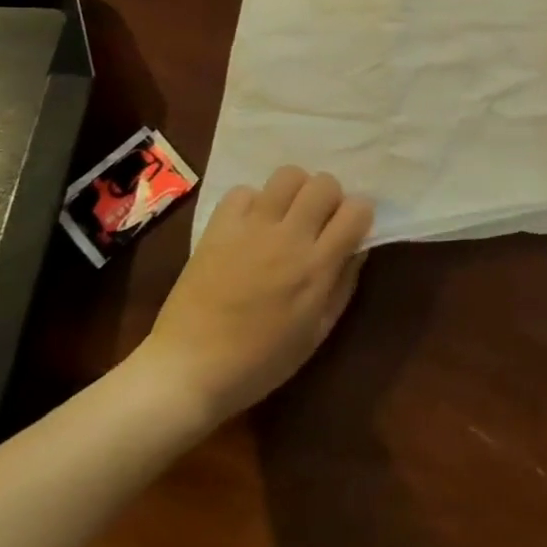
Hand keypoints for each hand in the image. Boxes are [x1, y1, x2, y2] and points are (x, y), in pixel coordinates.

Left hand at [133, 168, 371, 425]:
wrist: (187, 371)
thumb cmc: (261, 362)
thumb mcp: (318, 332)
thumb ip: (343, 284)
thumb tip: (358, 248)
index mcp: (317, 266)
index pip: (357, 209)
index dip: (359, 216)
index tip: (351, 231)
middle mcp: (289, 237)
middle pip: (324, 183)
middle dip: (330, 198)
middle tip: (319, 222)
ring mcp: (251, 228)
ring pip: (288, 175)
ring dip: (295, 192)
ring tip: (286, 216)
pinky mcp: (218, 228)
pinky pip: (243, 192)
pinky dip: (253, 203)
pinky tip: (250, 226)